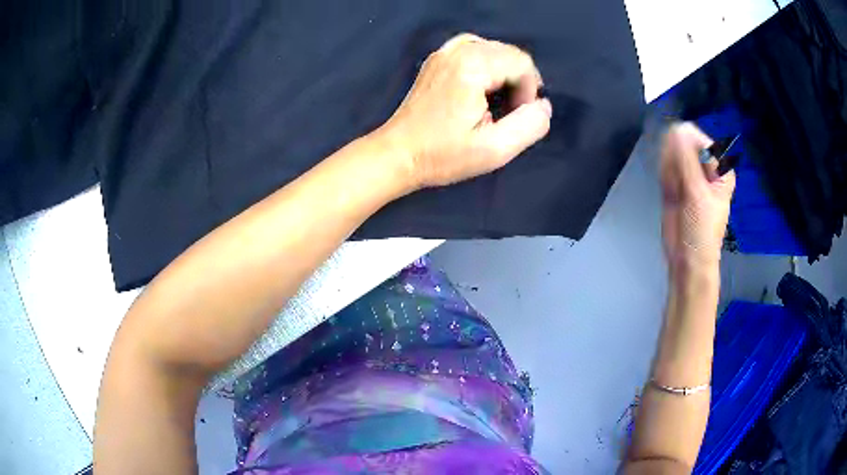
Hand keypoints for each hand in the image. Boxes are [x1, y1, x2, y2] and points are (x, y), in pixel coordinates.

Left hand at [377, 33, 552, 188]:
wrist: (397, 154)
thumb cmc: (442, 155)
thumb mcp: (494, 149)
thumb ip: (530, 125)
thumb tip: (543, 105)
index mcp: (472, 66)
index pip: (522, 63)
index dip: (529, 90)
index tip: (515, 117)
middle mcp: (457, 50)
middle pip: (509, 52)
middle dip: (518, 81)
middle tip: (507, 113)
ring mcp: (443, 52)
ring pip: (493, 49)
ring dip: (504, 73)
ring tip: (496, 101)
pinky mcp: (436, 60)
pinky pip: (473, 49)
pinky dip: (486, 65)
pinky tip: (482, 86)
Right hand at [660, 123, 735, 270]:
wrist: (687, 260)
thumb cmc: (700, 230)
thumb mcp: (697, 194)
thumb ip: (686, 160)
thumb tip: (676, 127)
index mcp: (720, 168)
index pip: (701, 141)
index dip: (686, 145)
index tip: (677, 161)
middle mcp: (706, 168)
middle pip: (685, 145)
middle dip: (676, 162)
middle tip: (678, 185)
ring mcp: (690, 175)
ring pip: (673, 155)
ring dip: (669, 171)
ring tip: (675, 193)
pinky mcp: (676, 183)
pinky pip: (666, 167)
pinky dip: (664, 177)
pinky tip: (670, 193)